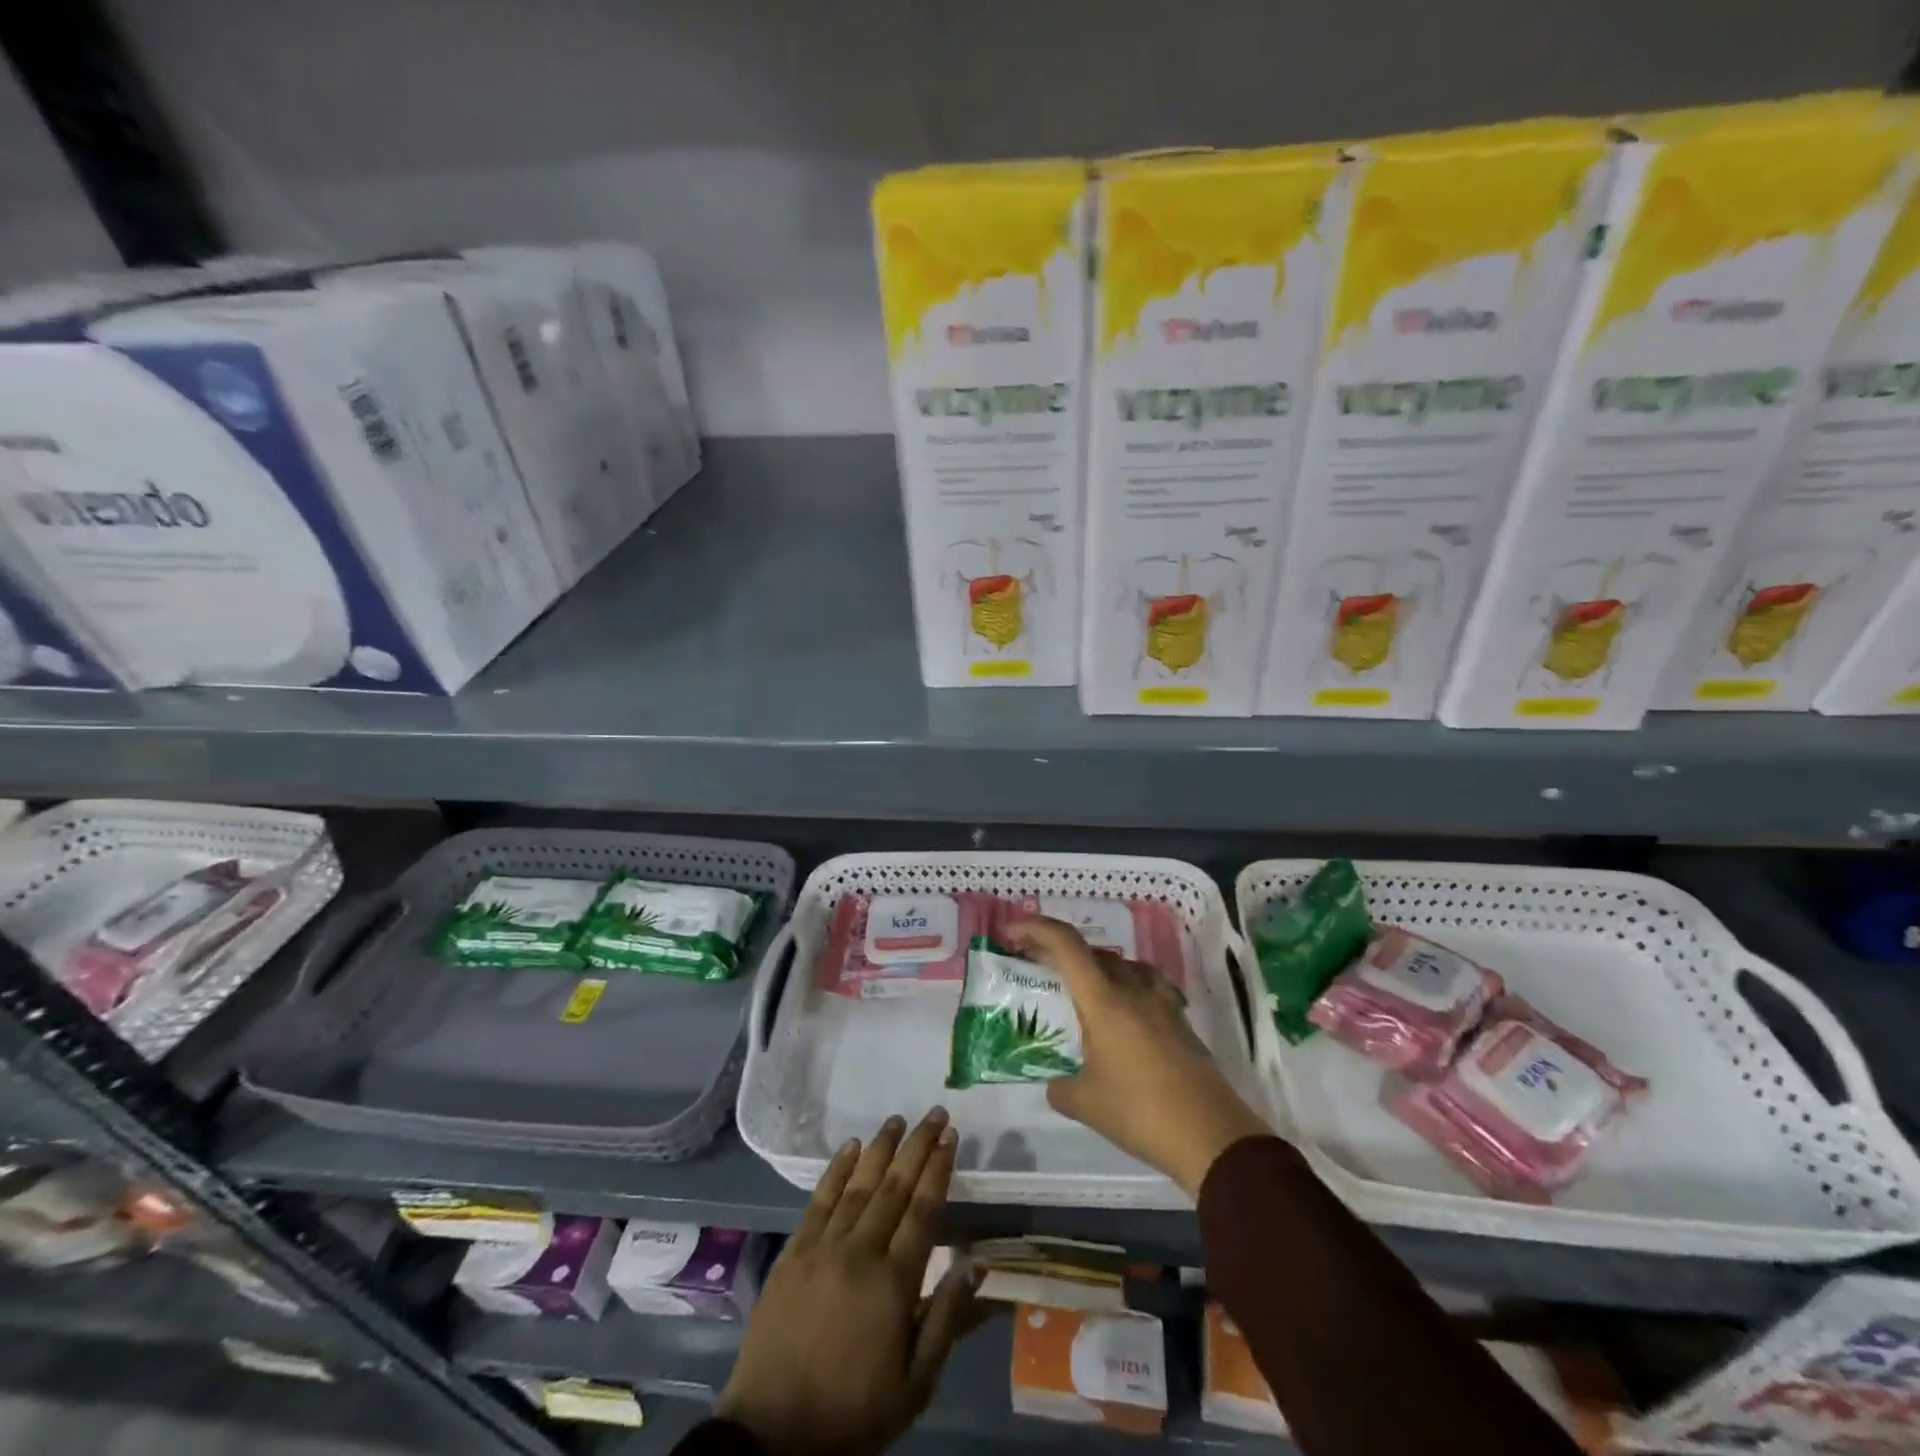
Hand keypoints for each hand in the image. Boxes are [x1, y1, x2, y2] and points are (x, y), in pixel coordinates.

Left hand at [715, 1109, 985, 1455]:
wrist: (771, 1434)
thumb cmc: (852, 1411)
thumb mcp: (914, 1386)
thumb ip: (947, 1320)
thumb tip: (979, 1263)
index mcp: (894, 1283)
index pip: (924, 1210)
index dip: (939, 1169)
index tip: (951, 1136)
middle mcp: (860, 1252)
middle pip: (894, 1187)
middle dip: (918, 1146)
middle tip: (934, 1113)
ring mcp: (823, 1247)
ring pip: (858, 1184)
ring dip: (880, 1148)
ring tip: (898, 1118)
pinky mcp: (794, 1252)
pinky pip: (818, 1200)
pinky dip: (836, 1170)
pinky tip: (849, 1146)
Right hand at [1007, 917, 1271, 1198]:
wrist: (1211, 1135)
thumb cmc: (1140, 1112)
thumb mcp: (1085, 1103)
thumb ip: (1061, 1087)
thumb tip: (1055, 1084)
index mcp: (1104, 1000)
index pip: (1066, 945)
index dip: (1036, 929)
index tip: (1012, 933)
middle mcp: (1133, 989)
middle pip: (1093, 952)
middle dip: (1061, 951)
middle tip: (1039, 966)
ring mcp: (1162, 1003)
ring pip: (1123, 966)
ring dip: (1096, 967)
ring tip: (1082, 990)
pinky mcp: (1181, 1021)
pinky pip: (1147, 986)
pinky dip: (1127, 987)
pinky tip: (1125, 1014)